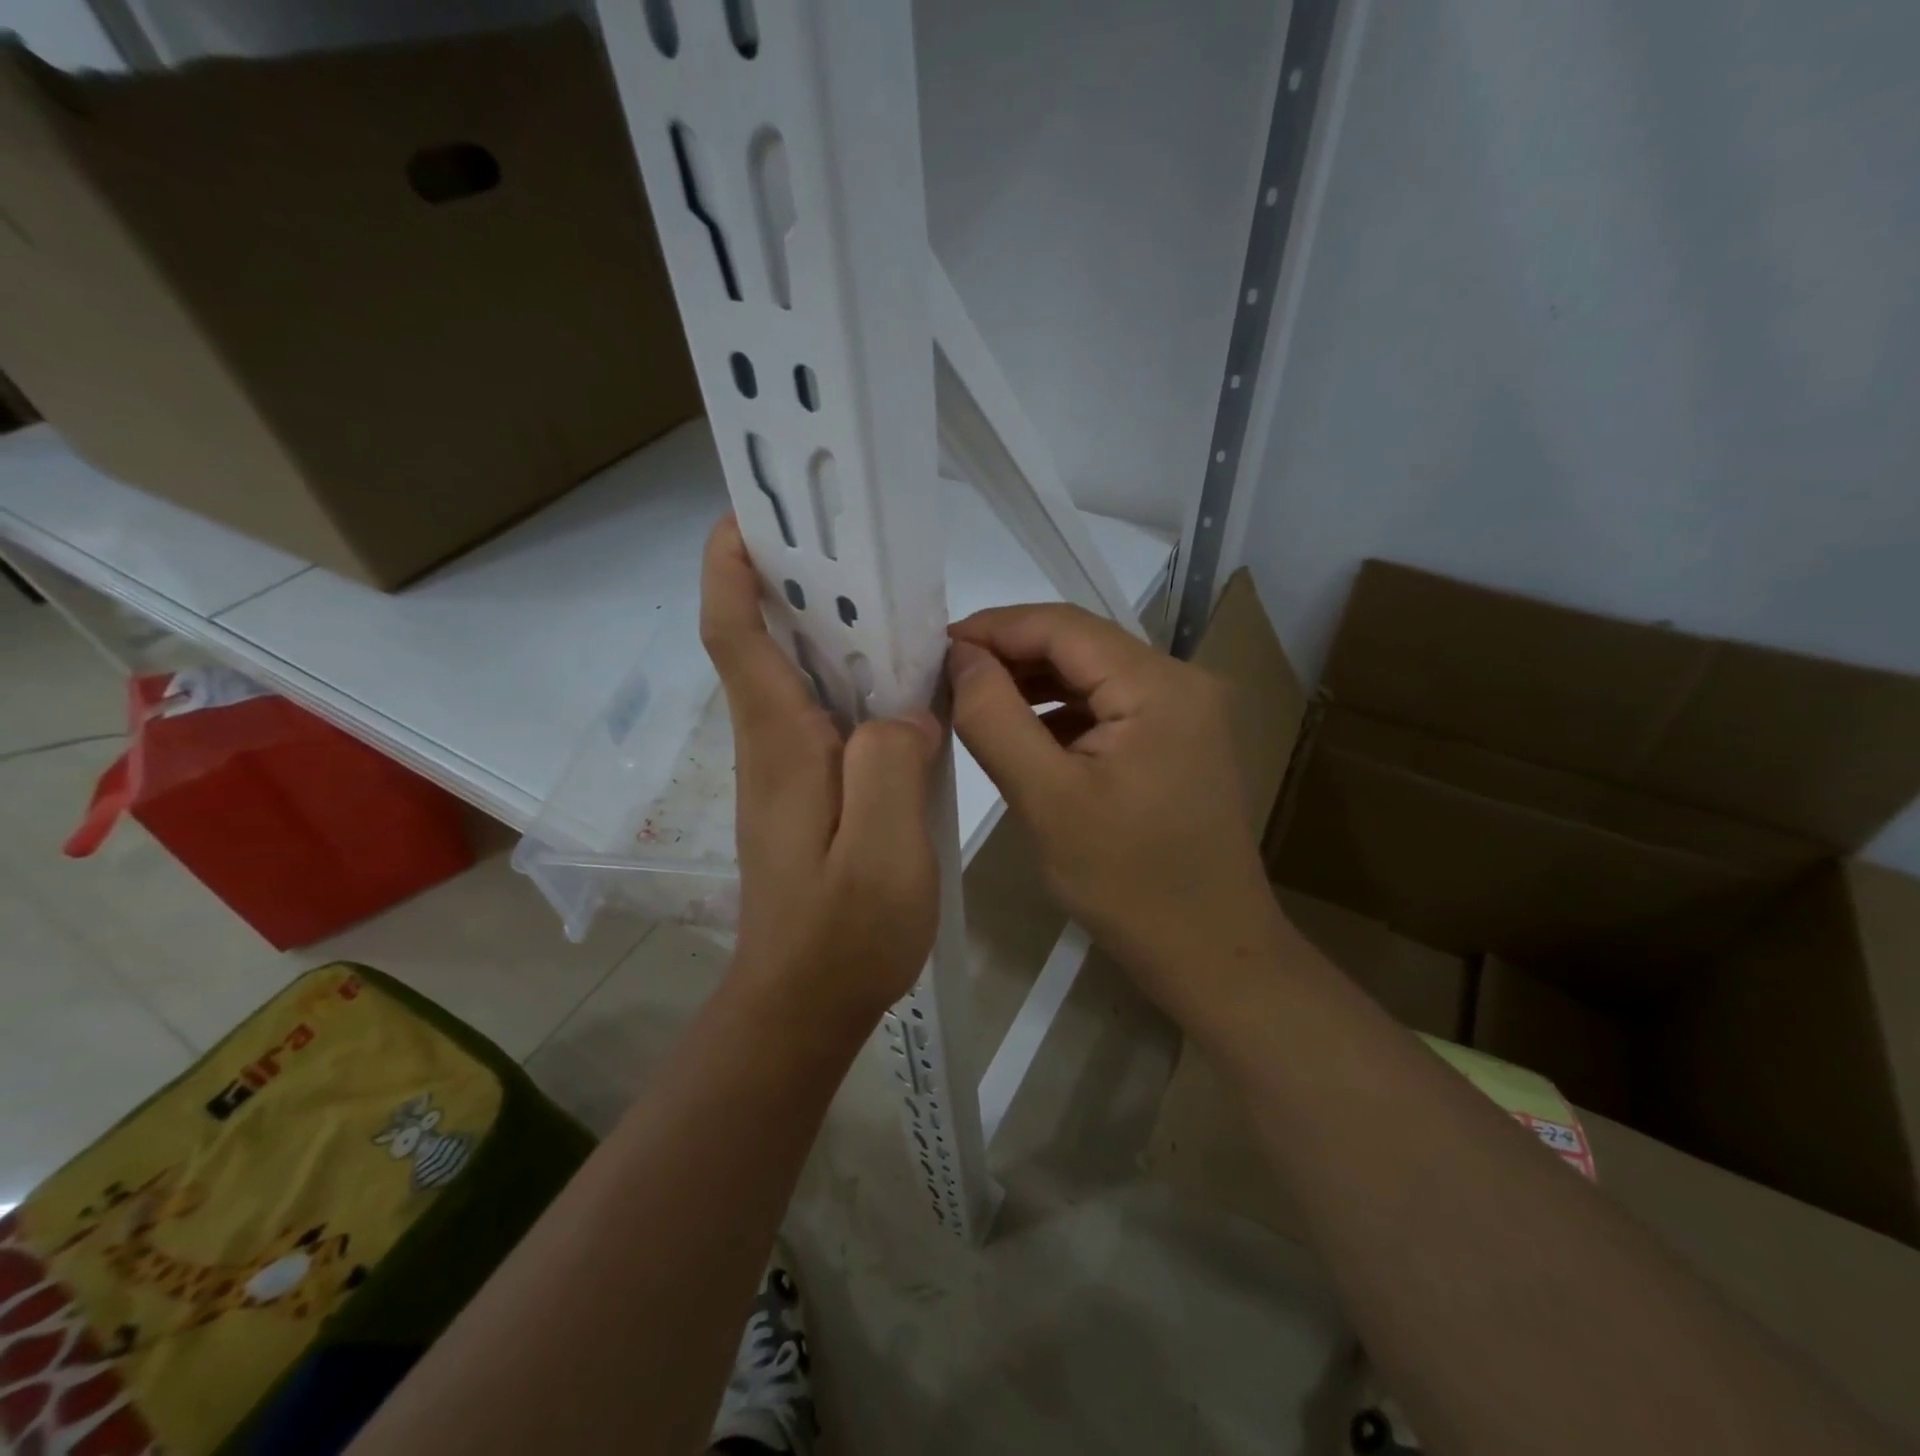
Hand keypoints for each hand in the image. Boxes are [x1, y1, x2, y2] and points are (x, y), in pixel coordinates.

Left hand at [701, 517, 941, 1025]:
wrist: (803, 1004)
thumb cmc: (843, 933)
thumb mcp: (884, 850)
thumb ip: (892, 764)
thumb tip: (903, 713)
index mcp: (782, 744)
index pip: (736, 637)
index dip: (731, 571)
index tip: (748, 516)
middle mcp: (772, 745)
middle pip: (763, 643)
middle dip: (787, 581)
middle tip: (845, 540)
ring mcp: (786, 771)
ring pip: (795, 677)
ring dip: (823, 628)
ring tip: (885, 600)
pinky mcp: (806, 794)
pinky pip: (823, 716)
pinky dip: (849, 682)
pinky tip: (898, 688)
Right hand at [947, 605, 1283, 1017]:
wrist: (1211, 951)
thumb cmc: (1127, 883)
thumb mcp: (1047, 799)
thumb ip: (995, 718)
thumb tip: (961, 657)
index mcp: (1159, 685)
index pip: (1063, 626)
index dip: (994, 628)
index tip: (936, 648)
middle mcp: (1182, 681)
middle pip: (1081, 645)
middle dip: (1011, 656)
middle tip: (946, 678)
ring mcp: (1186, 711)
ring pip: (1093, 676)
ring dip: (1033, 684)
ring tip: (974, 702)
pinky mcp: (1179, 740)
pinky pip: (1110, 707)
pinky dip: (1062, 713)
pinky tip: (1025, 734)